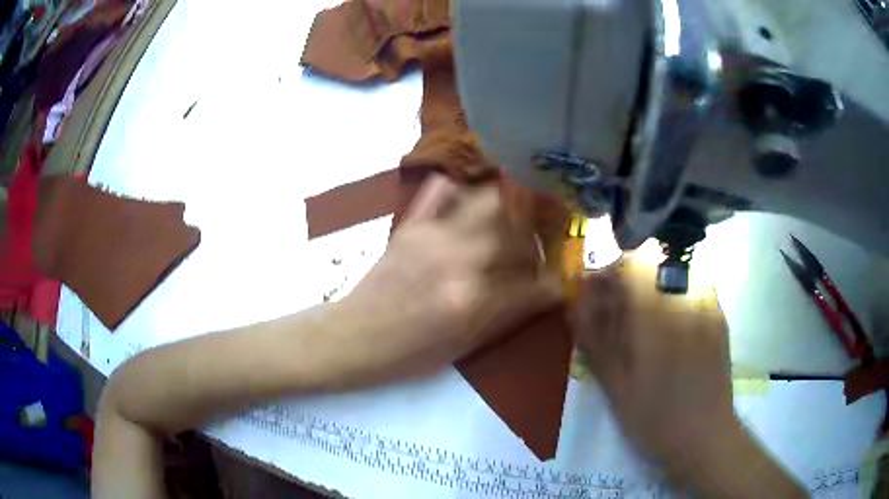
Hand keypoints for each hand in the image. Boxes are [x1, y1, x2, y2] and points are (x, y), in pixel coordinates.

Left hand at [331, 174, 561, 386]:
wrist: (357, 336)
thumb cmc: (412, 352)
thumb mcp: (467, 345)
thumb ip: (510, 315)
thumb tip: (546, 291)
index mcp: (476, 301)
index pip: (536, 282)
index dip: (554, 282)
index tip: (557, 281)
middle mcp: (461, 261)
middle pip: (518, 229)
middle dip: (536, 235)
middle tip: (534, 246)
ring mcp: (434, 236)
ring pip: (489, 200)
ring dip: (509, 207)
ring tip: (511, 221)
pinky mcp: (412, 225)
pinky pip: (441, 189)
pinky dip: (461, 190)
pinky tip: (468, 204)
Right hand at [575, 256, 737, 472]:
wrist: (705, 435)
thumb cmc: (655, 416)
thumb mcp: (615, 385)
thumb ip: (595, 339)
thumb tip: (576, 304)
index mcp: (657, 314)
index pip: (633, 262)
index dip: (610, 270)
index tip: (596, 291)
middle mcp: (686, 299)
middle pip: (654, 262)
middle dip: (629, 278)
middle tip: (615, 309)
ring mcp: (708, 305)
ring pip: (675, 271)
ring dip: (652, 284)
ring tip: (642, 317)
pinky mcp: (719, 317)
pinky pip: (695, 286)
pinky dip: (674, 295)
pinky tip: (669, 325)